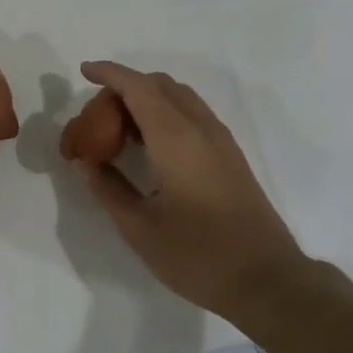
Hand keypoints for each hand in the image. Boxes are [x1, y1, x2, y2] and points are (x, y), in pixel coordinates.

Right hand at [71, 60, 304, 321]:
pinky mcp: (231, 156)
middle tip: (98, 116)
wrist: (267, 281)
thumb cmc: (198, 256)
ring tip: (121, 130)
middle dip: (126, 87)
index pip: (138, 87)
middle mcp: (201, 128)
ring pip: (180, 97)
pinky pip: (192, 114)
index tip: (84, 71)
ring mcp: (221, 141)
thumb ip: (108, 188)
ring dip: (148, 99)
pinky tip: (151, 146)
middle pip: (160, 85)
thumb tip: (86, 163)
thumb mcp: (140, 228)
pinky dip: (166, 113)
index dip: (109, 73)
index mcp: (176, 139)